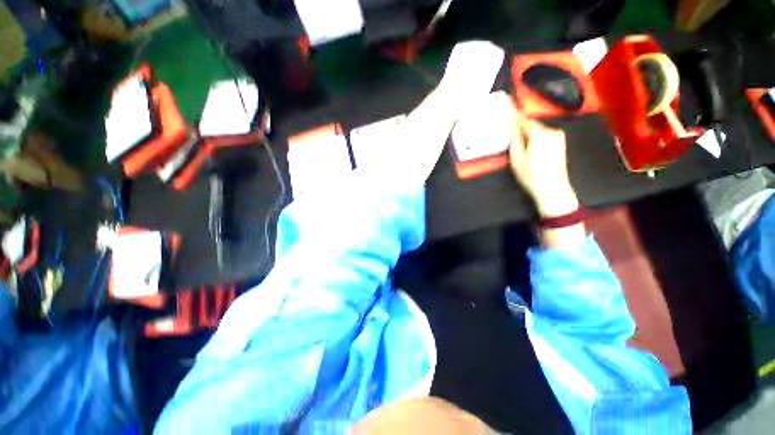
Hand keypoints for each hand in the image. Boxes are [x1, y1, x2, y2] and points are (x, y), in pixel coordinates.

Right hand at [507, 113, 578, 218]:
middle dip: (520, 126)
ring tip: (518, 143)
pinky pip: (544, 134)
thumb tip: (510, 123)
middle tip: (508, 130)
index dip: (513, 114)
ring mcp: (558, 136)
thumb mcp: (517, 158)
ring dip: (527, 132)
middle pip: (531, 124)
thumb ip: (514, 138)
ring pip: (537, 129)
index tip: (504, 104)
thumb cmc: (531, 175)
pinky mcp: (560, 142)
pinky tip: (529, 147)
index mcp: (539, 134)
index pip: (523, 120)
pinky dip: (534, 136)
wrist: (553, 189)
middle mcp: (551, 131)